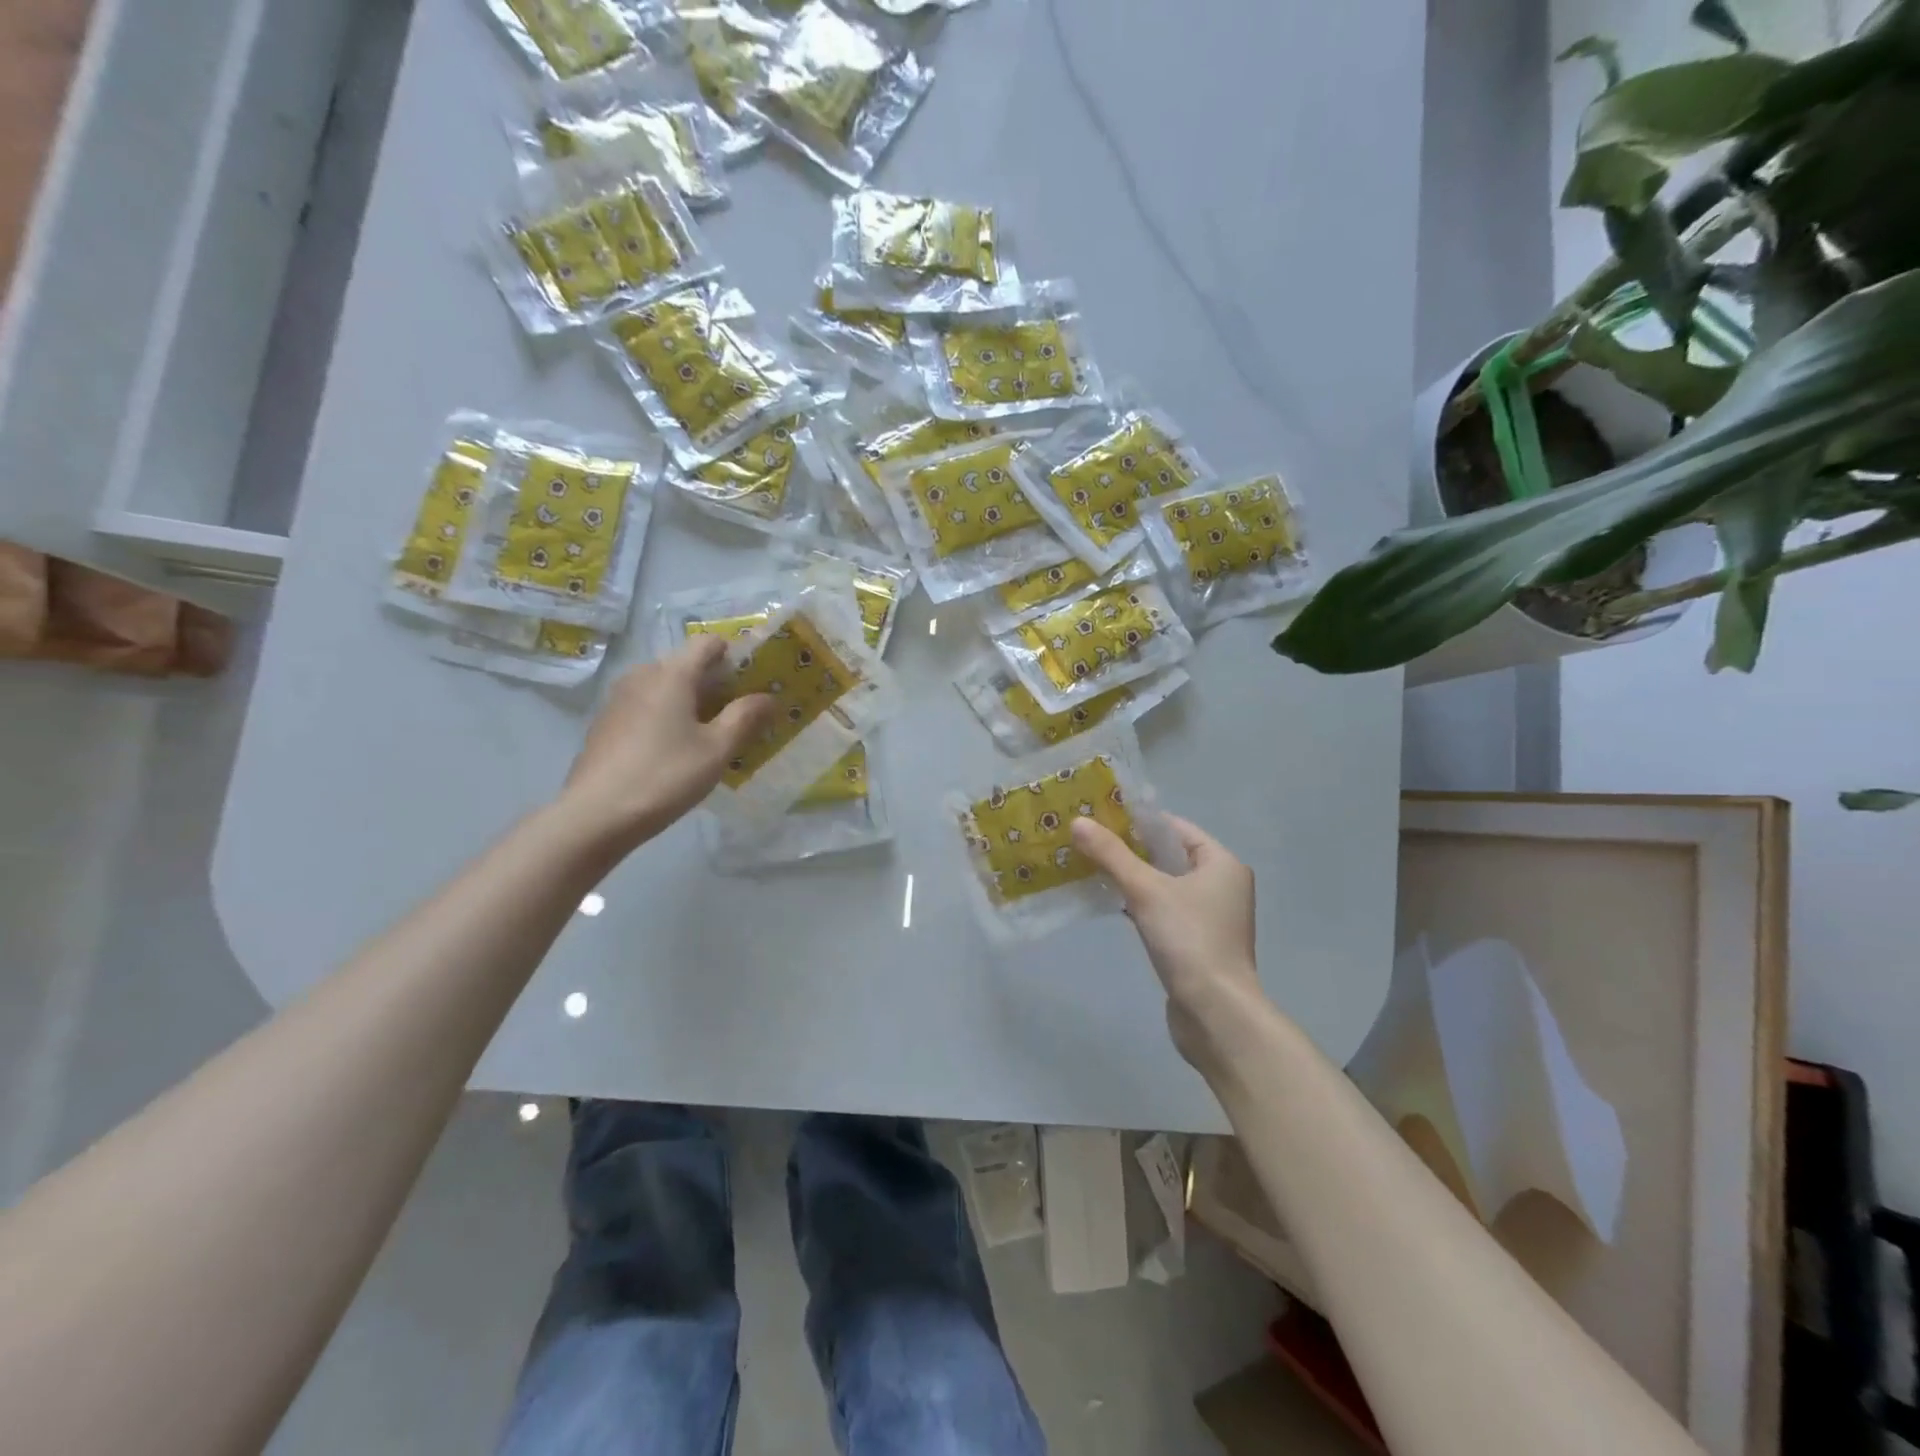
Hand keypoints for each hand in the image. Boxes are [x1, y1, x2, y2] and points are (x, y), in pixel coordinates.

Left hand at [561, 636, 772, 852]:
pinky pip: (646, 706)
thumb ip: (745, 717)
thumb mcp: (717, 749)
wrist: (596, 815)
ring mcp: (619, 698)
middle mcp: (642, 676)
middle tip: (737, 716)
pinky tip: (674, 751)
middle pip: (686, 665)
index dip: (734, 655)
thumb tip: (769, 697)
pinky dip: (666, 716)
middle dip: (714, 683)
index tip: (752, 682)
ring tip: (708, 736)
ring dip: (690, 701)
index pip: (707, 642)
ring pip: (664, 687)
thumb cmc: (665, 775)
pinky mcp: (606, 723)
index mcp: (671, 674)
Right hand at [1072, 814, 1267, 1068]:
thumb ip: (1112, 855)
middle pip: (1169, 855)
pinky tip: (1110, 902)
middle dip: (1130, 848)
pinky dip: (1139, 903)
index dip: (1139, 821)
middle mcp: (1222, 885)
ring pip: (1164, 884)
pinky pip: (1163, 910)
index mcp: (1222, 864)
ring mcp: (1210, 917)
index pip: (1176, 828)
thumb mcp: (1146, 890)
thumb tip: (1077, 822)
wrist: (1215, 1012)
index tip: (1101, 817)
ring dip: (1132, 877)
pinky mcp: (1196, 942)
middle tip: (1089, 840)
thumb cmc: (1189, 940)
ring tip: (1091, 866)